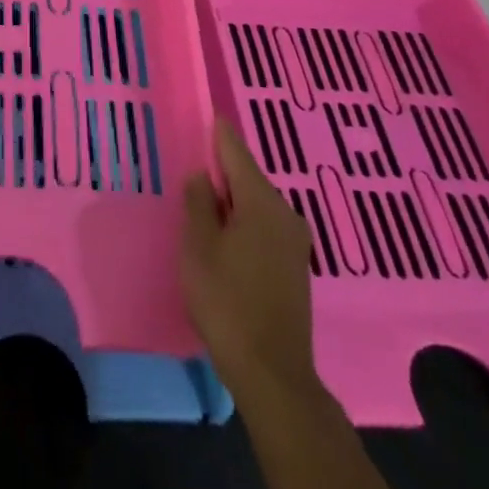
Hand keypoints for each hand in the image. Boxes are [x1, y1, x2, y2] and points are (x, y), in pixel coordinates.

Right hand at [181, 119, 322, 402]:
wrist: (273, 373)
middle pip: (248, 178)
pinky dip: (244, 222)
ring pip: (256, 205)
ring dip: (232, 200)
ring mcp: (295, 242)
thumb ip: (198, 203)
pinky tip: (225, 236)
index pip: (236, 152)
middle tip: (193, 166)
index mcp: (261, 201)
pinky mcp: (295, 267)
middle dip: (222, 171)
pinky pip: (265, 227)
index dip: (218, 133)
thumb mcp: (198, 246)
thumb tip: (202, 175)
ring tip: (203, 203)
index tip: (208, 114)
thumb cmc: (226, 301)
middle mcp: (285, 213)